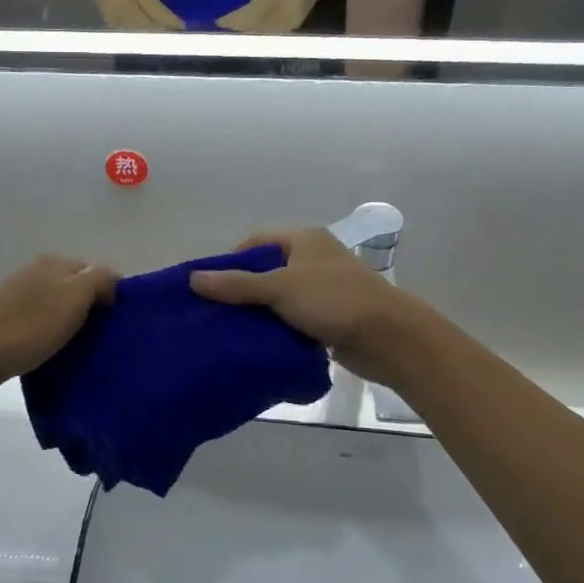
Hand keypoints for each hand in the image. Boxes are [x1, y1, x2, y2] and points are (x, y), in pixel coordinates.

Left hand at [0, 255, 118, 393]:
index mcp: (55, 262)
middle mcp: (35, 271)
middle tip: (101, 338)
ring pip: (57, 304)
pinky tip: (51, 349)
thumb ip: (99, 280)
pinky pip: (39, 319)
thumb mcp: (73, 298)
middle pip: (76, 287)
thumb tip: (113, 280)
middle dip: (91, 308)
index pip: (96, 271)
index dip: (111, 294)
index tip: (117, 324)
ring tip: (79, 347)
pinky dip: (50, 331)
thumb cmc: (28, 327)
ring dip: (70, 321)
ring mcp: (17, 293)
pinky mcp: (4, 316)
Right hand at [79, 0, 183, 31]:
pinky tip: (136, 25)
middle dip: (158, 29)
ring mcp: (109, 6)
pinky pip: (116, 24)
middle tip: (169, 30)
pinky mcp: (100, 7)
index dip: (170, 21)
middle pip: (144, 24)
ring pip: (130, 28)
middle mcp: (122, 0)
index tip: (182, 26)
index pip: (156, 11)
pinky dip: (128, 27)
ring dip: (144, 31)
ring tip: (154, 29)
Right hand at [190, 229, 431, 389]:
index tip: (211, 285)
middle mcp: (314, 258)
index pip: (256, 241)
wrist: (389, 337)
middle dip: (242, 289)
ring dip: (260, 311)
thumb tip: (194, 279)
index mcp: (304, 239)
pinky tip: (259, 343)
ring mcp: (323, 288)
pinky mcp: (330, 316)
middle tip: (216, 311)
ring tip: (231, 329)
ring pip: (280, 296)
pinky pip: (294, 317)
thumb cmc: (333, 300)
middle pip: (267, 269)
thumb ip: (237, 284)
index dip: (231, 259)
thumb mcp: (280, 288)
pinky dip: (278, 327)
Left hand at [215, 0, 340, 33]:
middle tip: (223, 21)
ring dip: (248, 29)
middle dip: (237, 26)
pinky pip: (275, 32)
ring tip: (236, 22)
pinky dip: (262, 29)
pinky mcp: (299, 22)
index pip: (247, 15)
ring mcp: (294, 19)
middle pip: (254, 27)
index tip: (215, 19)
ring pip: (264, 32)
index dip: (230, 20)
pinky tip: (254, 23)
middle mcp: (286, 11)